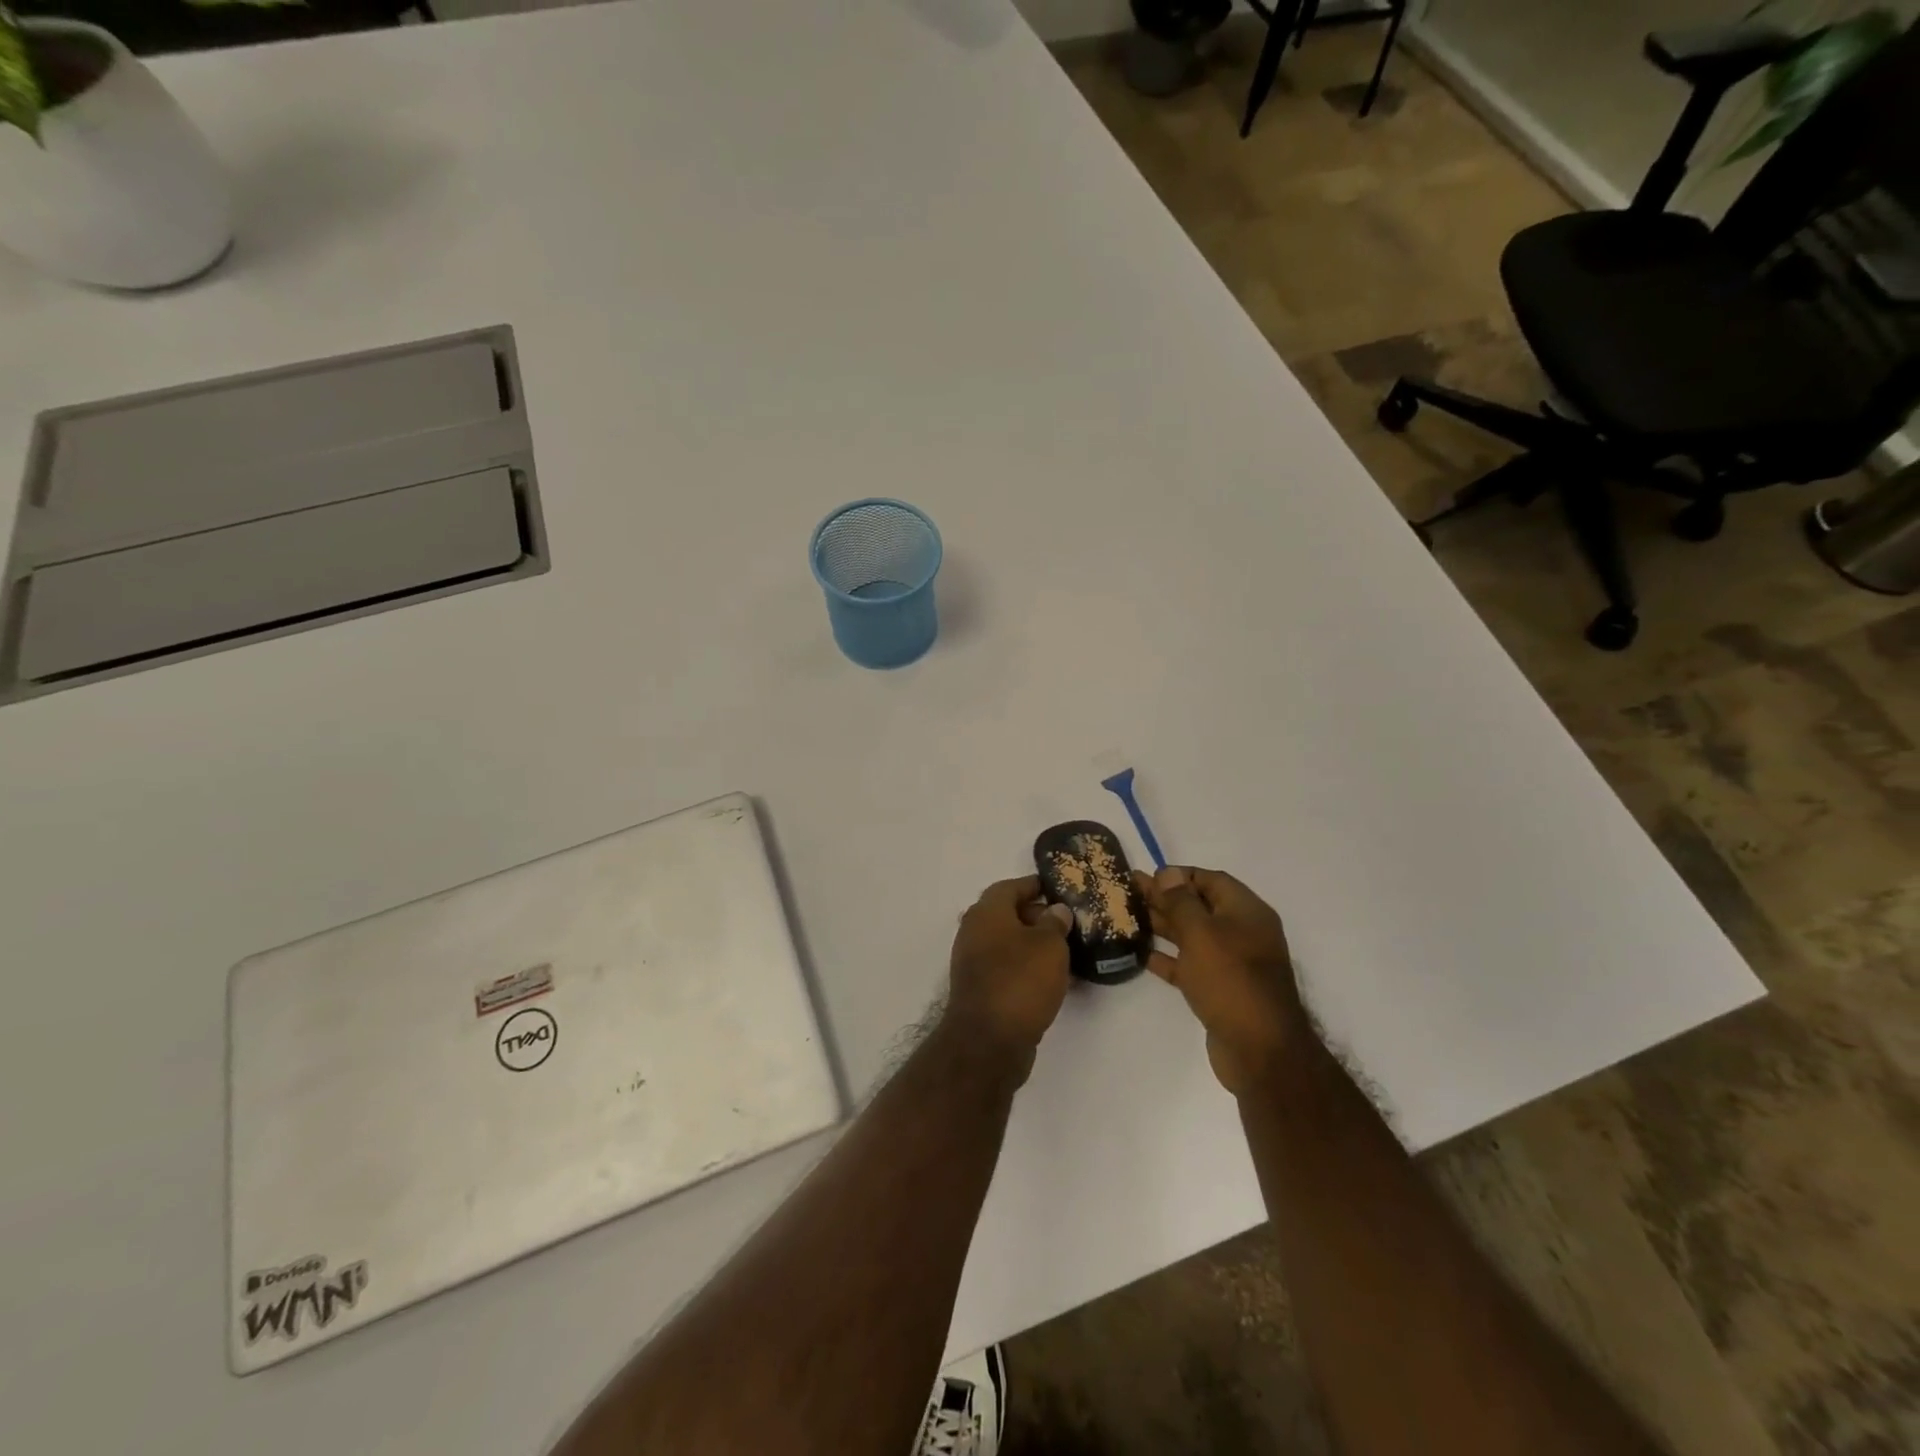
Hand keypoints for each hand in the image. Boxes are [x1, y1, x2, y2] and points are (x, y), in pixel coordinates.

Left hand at [944, 875, 1073, 1079]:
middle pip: (1008, 915)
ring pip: (1009, 944)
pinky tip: (1054, 980)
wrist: (988, 1042)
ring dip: (1035, 946)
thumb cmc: (1020, 981)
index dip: (1035, 886)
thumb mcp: (1049, 945)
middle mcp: (974, 932)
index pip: (1011, 887)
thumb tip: (1056, 910)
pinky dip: (1028, 969)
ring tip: (1068, 952)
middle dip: (1038, 917)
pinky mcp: (981, 990)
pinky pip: (1008, 969)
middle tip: (1069, 924)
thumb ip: (1055, 923)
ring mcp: (974, 963)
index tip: (1058, 890)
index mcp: (986, 912)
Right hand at [1139, 865, 1305, 1095]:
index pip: (1211, 880)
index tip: (1148, 876)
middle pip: (1199, 907)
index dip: (1180, 875)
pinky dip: (1168, 958)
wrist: (1260, 1050)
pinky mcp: (1219, 990)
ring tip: (1128, 917)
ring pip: (1192, 936)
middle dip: (1165, 898)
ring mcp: (1232, 964)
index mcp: (1246, 912)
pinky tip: (1141, 954)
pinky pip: (1190, 965)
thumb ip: (1181, 901)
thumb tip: (1168, 873)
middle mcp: (1242, 933)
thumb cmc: (1230, 980)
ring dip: (1163, 926)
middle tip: (1128, 892)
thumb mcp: (1202, 933)